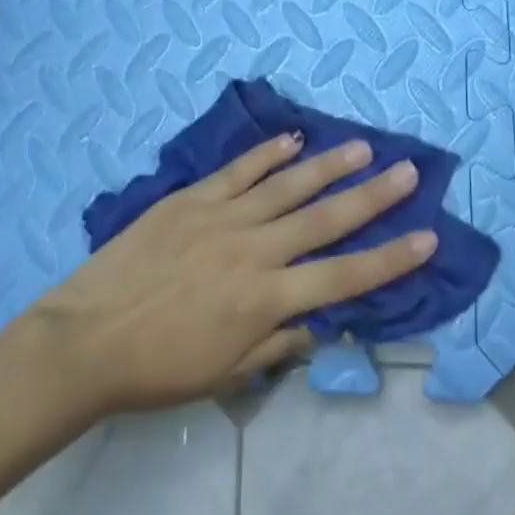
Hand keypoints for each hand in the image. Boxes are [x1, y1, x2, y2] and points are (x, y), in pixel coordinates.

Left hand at [16, 133, 434, 416]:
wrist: (87, 338)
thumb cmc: (158, 368)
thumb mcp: (226, 375)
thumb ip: (278, 343)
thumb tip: (318, 321)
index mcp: (266, 300)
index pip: (344, 277)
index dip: (389, 259)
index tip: (426, 236)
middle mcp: (255, 250)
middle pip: (325, 219)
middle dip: (372, 196)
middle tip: (407, 170)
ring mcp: (223, 216)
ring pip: (287, 185)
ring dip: (328, 165)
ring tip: (361, 146)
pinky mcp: (193, 197)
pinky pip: (239, 170)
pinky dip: (268, 153)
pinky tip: (292, 139)